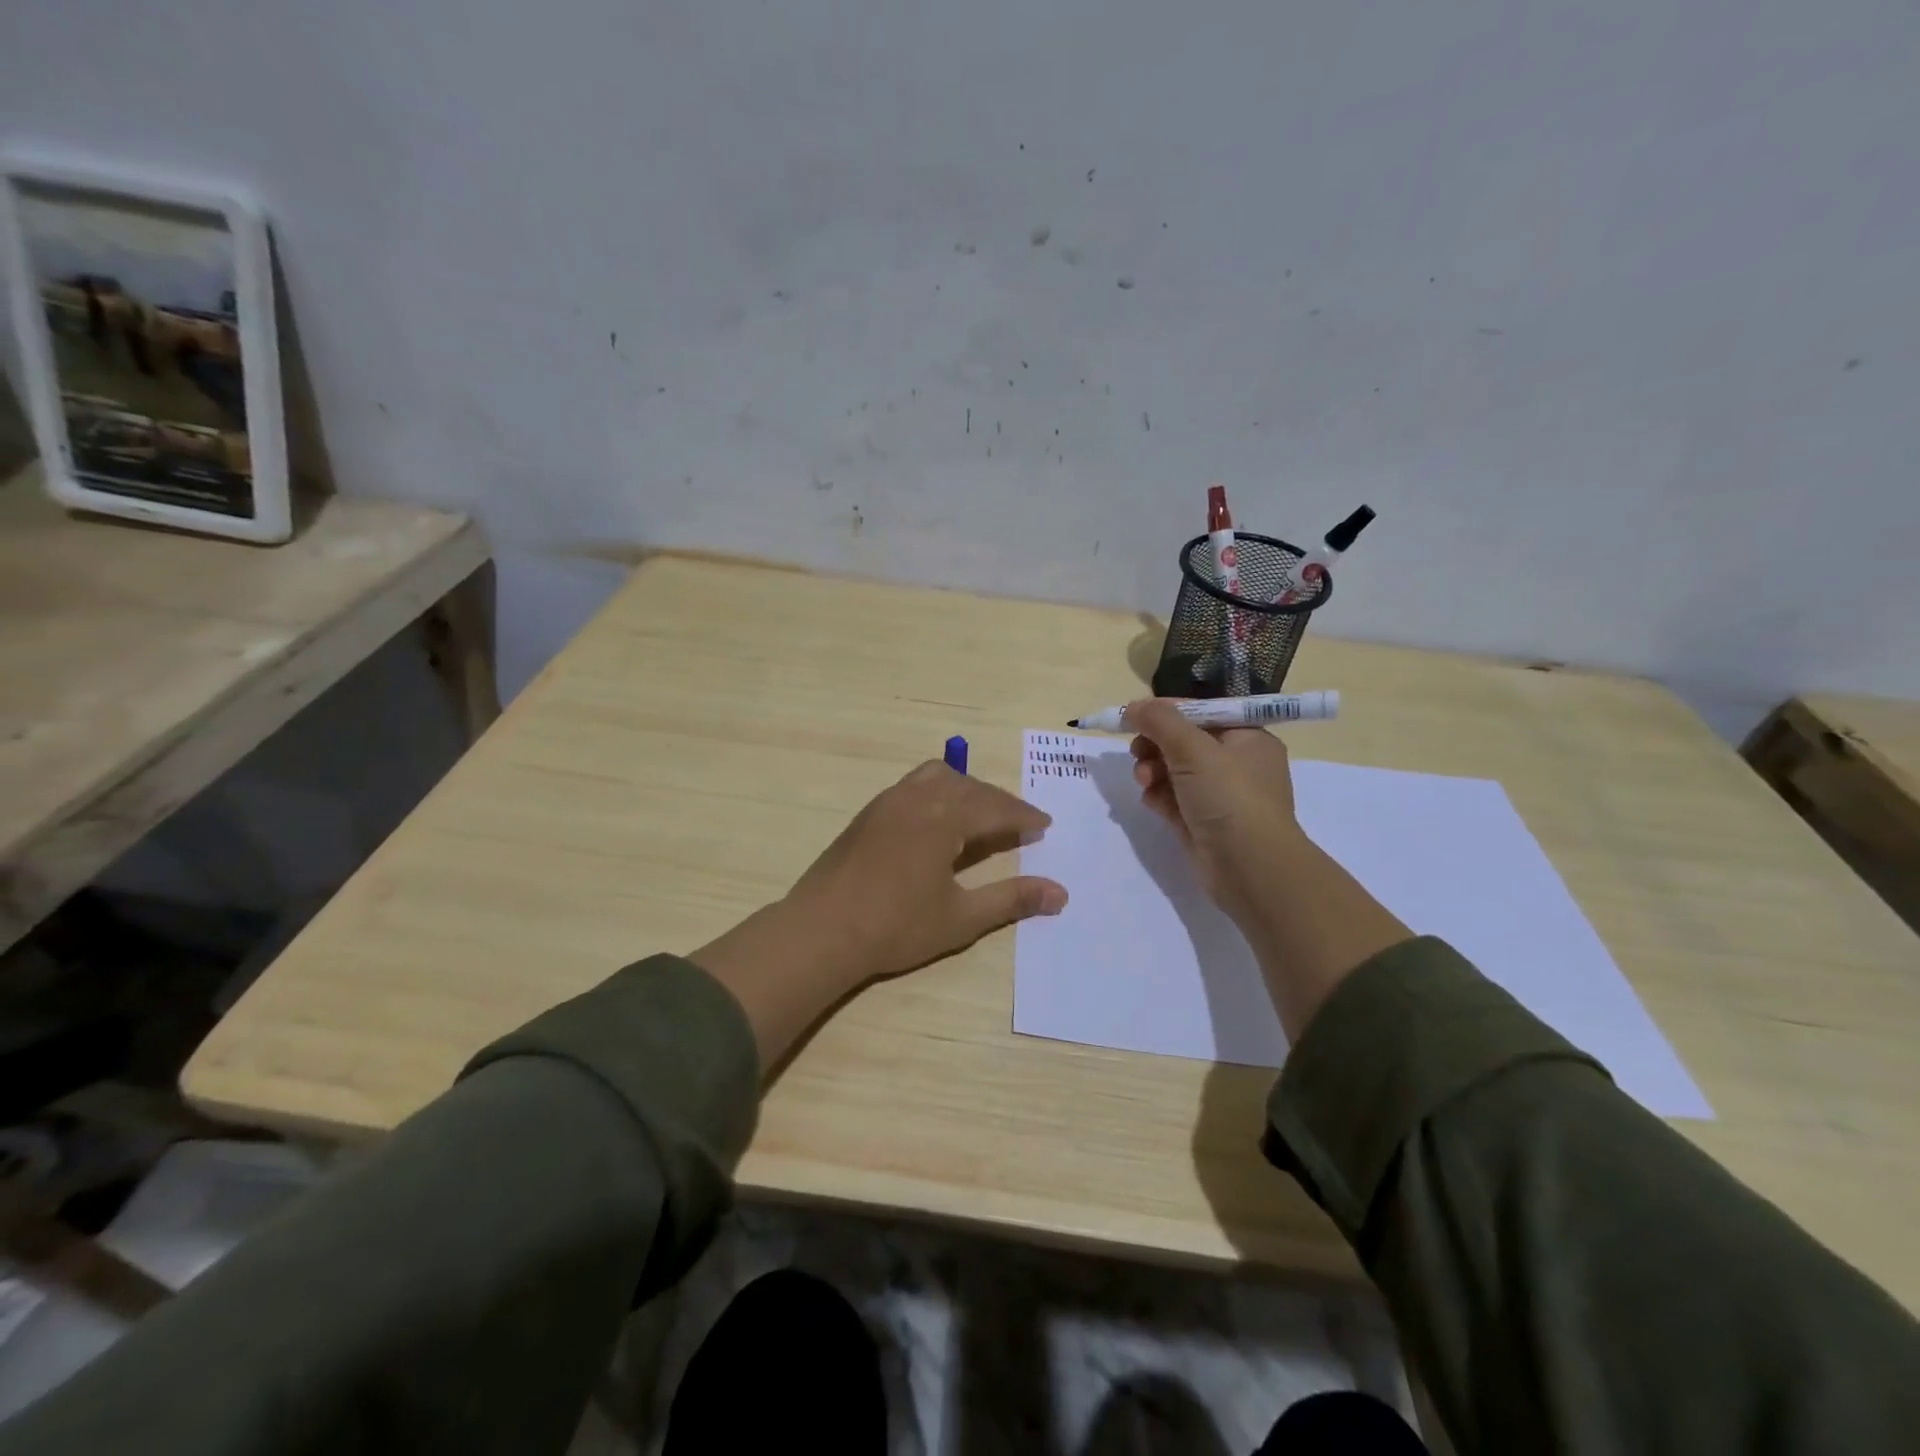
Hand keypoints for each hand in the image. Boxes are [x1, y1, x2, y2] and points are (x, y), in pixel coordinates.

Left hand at [692, 763, 1066, 1073]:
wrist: (821, 931)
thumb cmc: (895, 927)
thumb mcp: (961, 918)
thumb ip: (1011, 899)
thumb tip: (1060, 893)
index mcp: (942, 818)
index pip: (995, 807)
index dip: (1023, 816)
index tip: (1044, 825)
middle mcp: (916, 798)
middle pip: (969, 787)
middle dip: (998, 802)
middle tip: (1019, 824)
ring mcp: (887, 802)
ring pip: (937, 777)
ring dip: (966, 789)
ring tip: (981, 815)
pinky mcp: (868, 813)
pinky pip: (913, 785)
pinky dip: (938, 792)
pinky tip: (938, 820)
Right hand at [1125, 699, 1305, 923]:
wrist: (1250, 869)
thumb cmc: (1229, 798)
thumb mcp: (1194, 749)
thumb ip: (1160, 721)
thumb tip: (1133, 705)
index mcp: (1247, 738)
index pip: (1201, 712)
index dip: (1167, 712)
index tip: (1134, 717)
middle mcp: (1236, 764)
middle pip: (1183, 742)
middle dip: (1155, 745)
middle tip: (1137, 751)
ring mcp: (1219, 795)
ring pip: (1174, 771)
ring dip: (1152, 770)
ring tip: (1144, 780)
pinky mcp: (1201, 821)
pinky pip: (1172, 799)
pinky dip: (1158, 796)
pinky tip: (1151, 801)